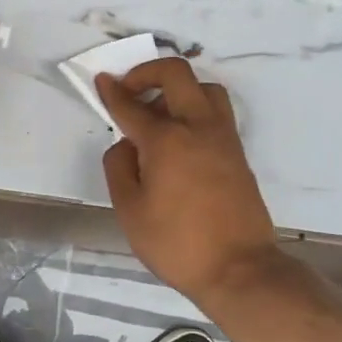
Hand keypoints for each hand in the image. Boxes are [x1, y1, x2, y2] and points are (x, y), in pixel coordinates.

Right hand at [96, 58, 280, 305]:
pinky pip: (215, 112)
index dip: (112, 91)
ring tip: (159, 116)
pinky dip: (195, 109)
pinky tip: (179, 138)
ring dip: (178, 89)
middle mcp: (197, 127)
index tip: (101, 80)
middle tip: (130, 91)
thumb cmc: (177, 244)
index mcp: (166, 140)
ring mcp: (223, 137)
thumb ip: (120, 168)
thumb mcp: (130, 211)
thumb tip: (126, 144)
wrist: (239, 269)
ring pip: (204, 88)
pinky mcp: (237, 152)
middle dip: (147, 72)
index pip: (132, 105)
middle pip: (176, 74)